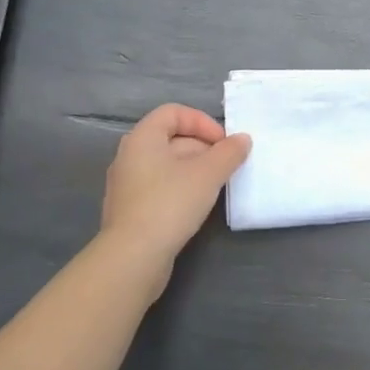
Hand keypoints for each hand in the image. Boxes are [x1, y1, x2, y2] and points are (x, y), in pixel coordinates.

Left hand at [99, 104, 250, 295]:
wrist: (133, 257)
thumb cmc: (170, 203)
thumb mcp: (208, 174)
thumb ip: (229, 153)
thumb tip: (242, 140)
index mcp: (142, 138)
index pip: (173, 113)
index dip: (202, 122)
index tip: (223, 143)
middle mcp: (129, 155)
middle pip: (170, 138)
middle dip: (202, 147)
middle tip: (225, 165)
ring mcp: (127, 184)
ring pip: (166, 165)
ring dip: (194, 169)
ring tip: (215, 186)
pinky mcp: (130, 209)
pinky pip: (159, 187)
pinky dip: (180, 188)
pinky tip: (196, 206)